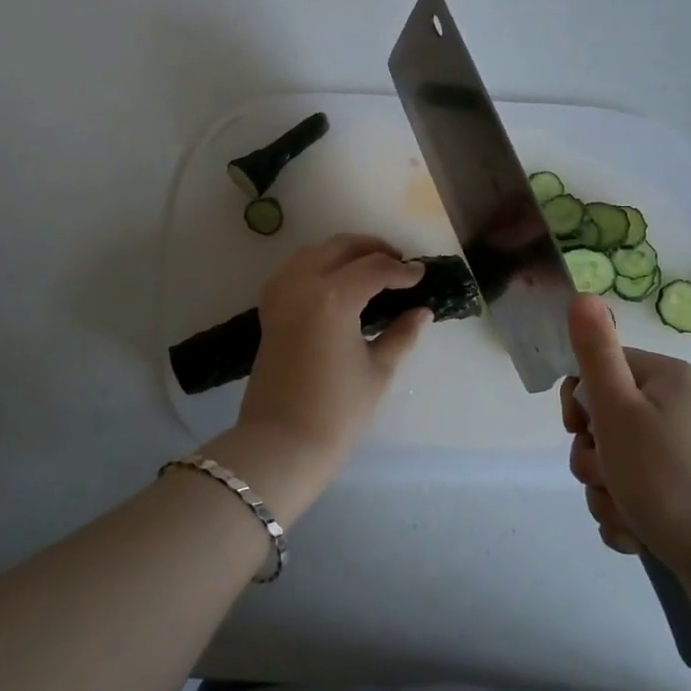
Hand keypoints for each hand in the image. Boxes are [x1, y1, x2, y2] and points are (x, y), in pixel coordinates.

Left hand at [214, 235, 429, 516]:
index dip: (402, 270)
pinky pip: (296, 269)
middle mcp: (303, 283)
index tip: (421, 275)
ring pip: (315, 251)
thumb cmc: (337, 411)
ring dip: (345, 252)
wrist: (280, 443)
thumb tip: (421, 311)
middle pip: (342, 247)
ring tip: (371, 267)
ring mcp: (281, 293)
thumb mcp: (378, 370)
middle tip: (399, 264)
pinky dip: (319, 264)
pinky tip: (337, 281)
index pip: (375, 268)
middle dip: (373, 249)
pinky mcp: (269, 307)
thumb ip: (401, 333)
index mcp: (334, 296)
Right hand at [560, 294, 690, 585]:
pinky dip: (629, 514)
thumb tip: (583, 294)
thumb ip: (595, 353)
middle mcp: (679, 408)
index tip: (580, 431)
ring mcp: (688, 454)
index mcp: (666, 378)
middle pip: (606, 421)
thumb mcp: (619, 410)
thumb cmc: (668, 478)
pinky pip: (640, 494)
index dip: (580, 403)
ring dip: (607, 492)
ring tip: (627, 516)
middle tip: (608, 478)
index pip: (599, 370)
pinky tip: (638, 535)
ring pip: (618, 463)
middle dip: (593, 457)